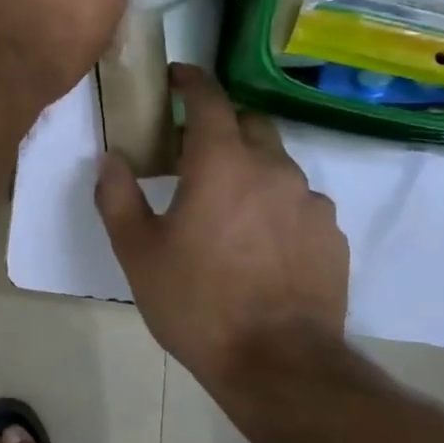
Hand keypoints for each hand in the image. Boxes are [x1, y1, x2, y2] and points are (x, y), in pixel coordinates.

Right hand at [95, 66, 348, 391]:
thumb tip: (111, 159)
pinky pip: (299, 203)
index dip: (191, 80)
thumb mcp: (137, 251)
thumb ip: (117, 196)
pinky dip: (275, 205)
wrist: (278, 365)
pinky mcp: (332, 236)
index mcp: (222, 164)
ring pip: (277, 164)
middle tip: (192, 151)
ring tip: (226, 206)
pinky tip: (259, 243)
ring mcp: (310, 202)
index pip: (209, 98)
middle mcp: (273, 169)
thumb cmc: (196, 302)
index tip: (176, 77)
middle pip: (249, 124)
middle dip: (221, 124)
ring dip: (249, 168)